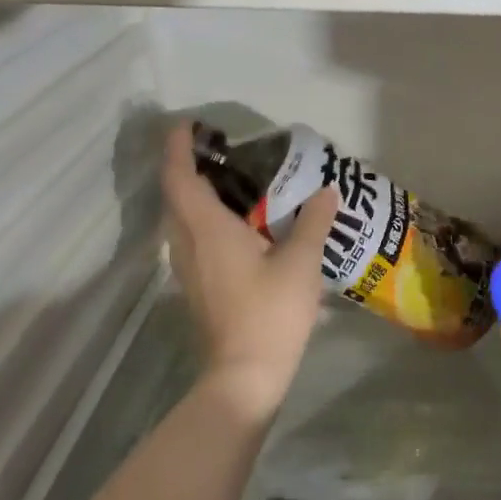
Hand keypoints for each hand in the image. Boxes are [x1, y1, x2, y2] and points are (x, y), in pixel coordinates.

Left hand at [161, 120, 337, 421]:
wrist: (245, 374)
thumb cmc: (270, 312)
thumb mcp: (301, 261)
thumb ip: (312, 221)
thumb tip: (326, 190)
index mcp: (207, 229)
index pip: (180, 177)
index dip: (177, 148)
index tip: (187, 125)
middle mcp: (188, 244)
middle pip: (175, 196)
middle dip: (186, 167)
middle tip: (217, 149)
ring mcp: (189, 268)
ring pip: (181, 219)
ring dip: (194, 193)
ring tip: (230, 180)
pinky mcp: (198, 286)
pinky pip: (192, 237)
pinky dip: (204, 217)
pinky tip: (238, 223)